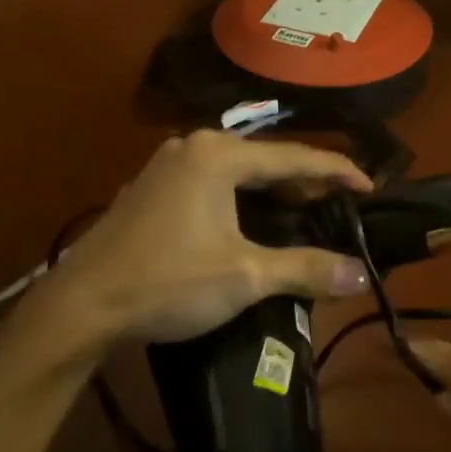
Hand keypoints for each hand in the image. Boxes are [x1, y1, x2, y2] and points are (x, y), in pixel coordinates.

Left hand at [38, 132, 372, 349]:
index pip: (296, 156)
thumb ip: (306, 270)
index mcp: (220, 155)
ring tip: (303, 214)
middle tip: (337, 206)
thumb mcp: (245, 276)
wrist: (80, 305)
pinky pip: (212, 183)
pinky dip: (240, 198)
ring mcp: (168, 165)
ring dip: (271, 191)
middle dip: (305, 182)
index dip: (338, 171)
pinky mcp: (152, 187)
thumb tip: (361, 276)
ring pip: (237, 171)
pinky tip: (251, 223)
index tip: (370, 188)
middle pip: (266, 159)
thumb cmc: (168, 282)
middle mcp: (194, 146)